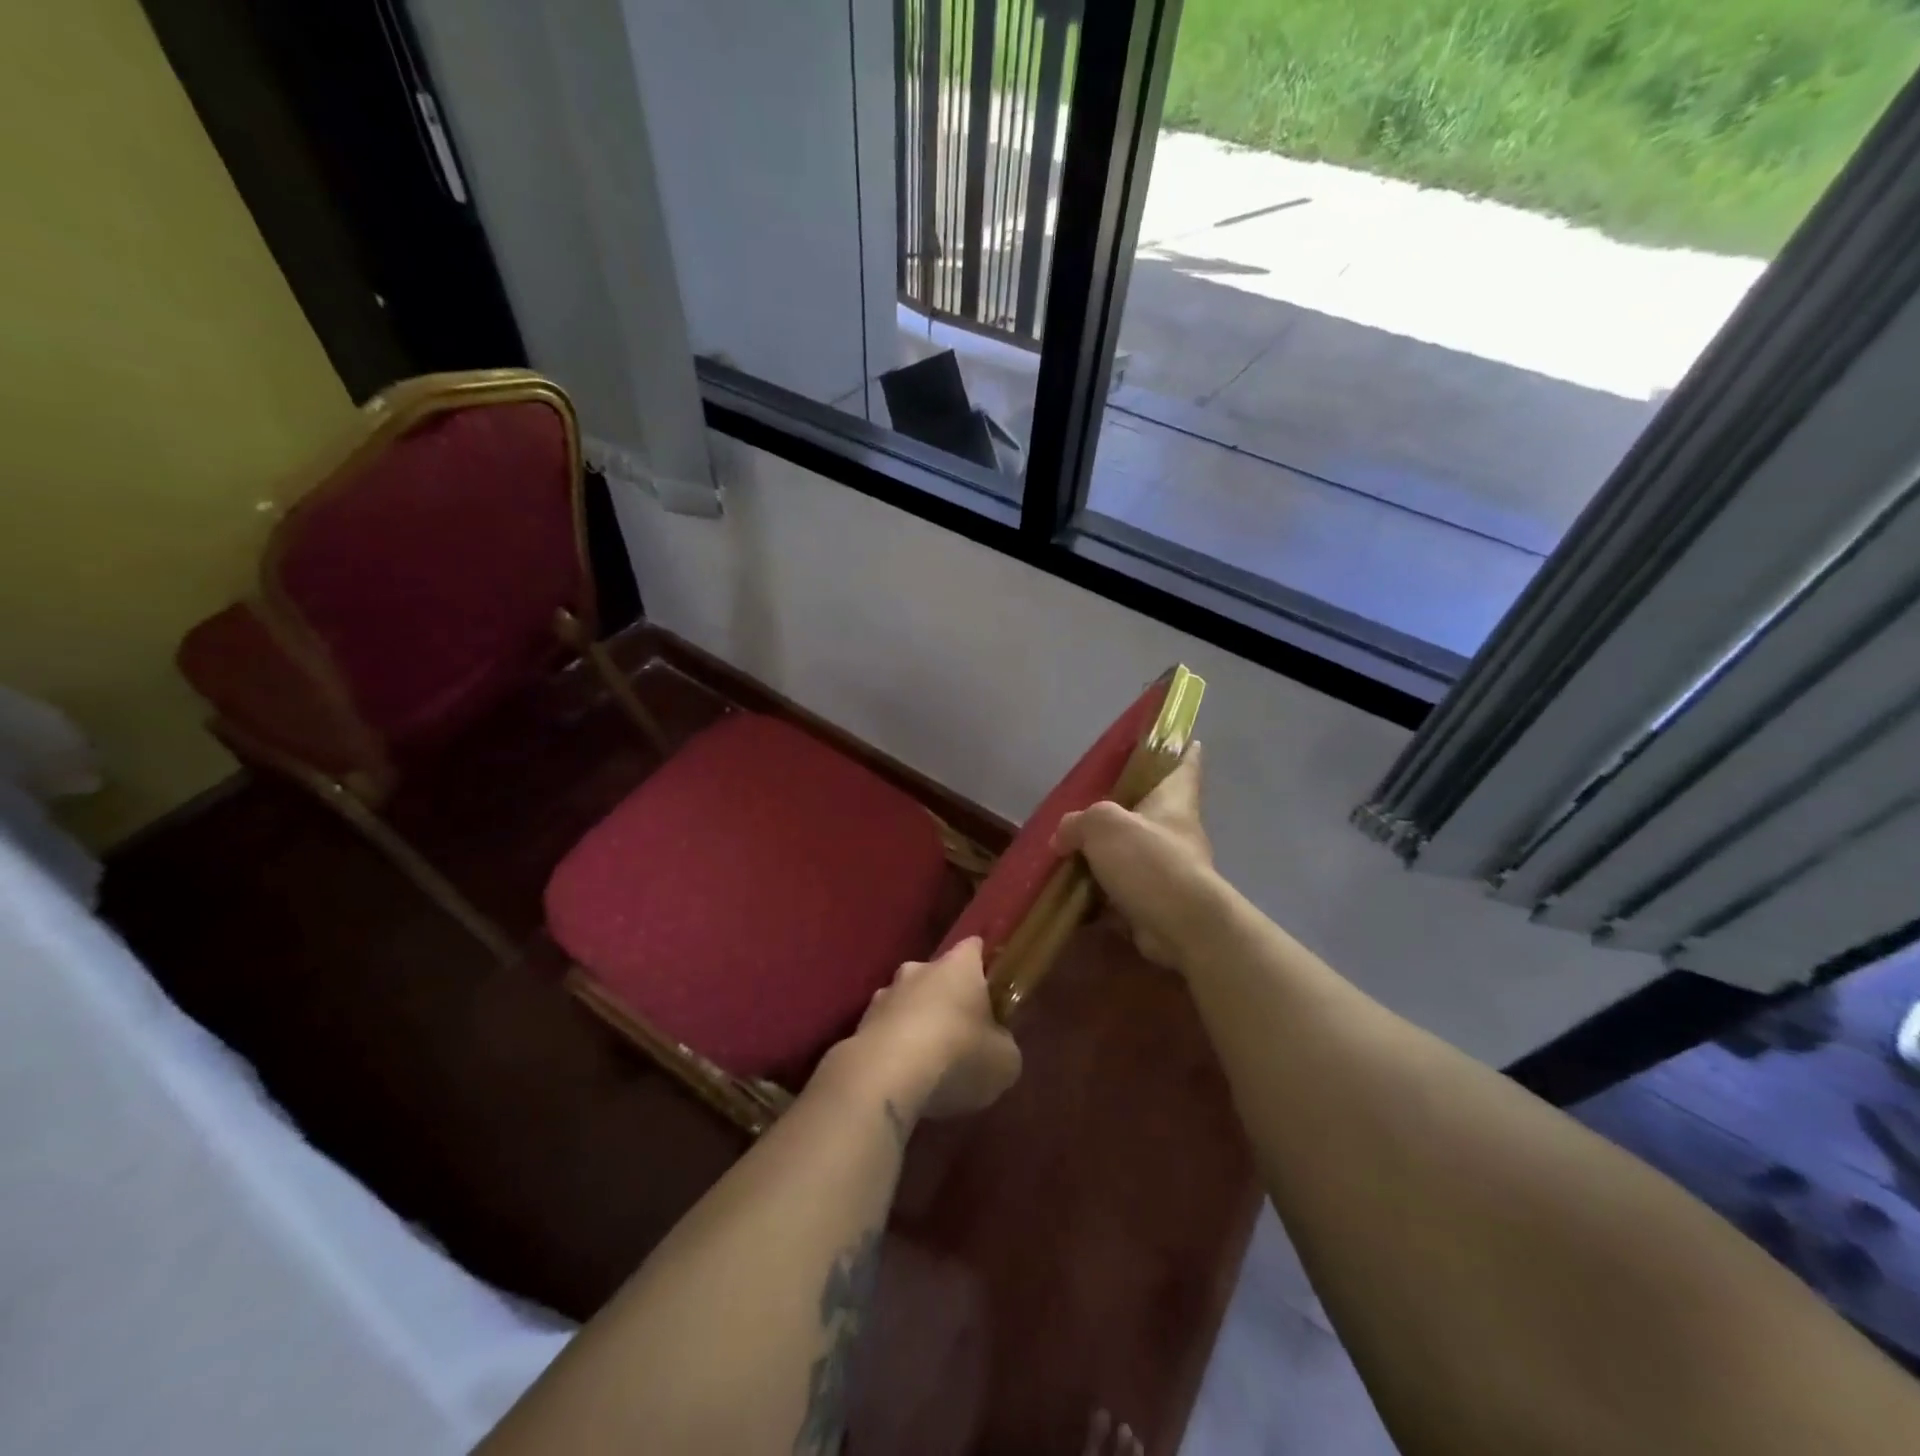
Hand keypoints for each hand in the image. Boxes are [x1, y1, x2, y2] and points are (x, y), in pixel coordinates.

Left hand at [844, 937, 1021, 1120]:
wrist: (884, 1077)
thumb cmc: (957, 1056)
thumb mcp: (1004, 1061)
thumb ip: (1003, 1045)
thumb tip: (997, 1045)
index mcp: (958, 965)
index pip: (974, 947)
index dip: (984, 964)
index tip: (993, 985)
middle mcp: (918, 968)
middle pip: (938, 975)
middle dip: (948, 997)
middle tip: (962, 1032)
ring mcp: (884, 994)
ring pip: (907, 1001)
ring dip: (917, 1021)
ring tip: (929, 1060)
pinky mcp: (859, 1025)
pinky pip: (886, 1030)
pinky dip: (894, 1046)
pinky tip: (903, 1075)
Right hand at [1052, 744, 1218, 968]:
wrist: (1181, 927)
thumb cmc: (1149, 861)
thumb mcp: (1103, 825)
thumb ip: (1078, 822)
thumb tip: (1064, 836)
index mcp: (1173, 800)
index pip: (1184, 764)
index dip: (1179, 750)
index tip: (1172, 740)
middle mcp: (1175, 830)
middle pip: (1151, 809)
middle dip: (1124, 807)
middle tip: (1089, 803)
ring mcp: (1168, 869)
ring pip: (1132, 851)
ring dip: (1107, 853)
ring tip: (1070, 849)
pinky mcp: (1156, 902)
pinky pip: (1122, 889)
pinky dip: (1101, 890)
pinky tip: (1073, 891)